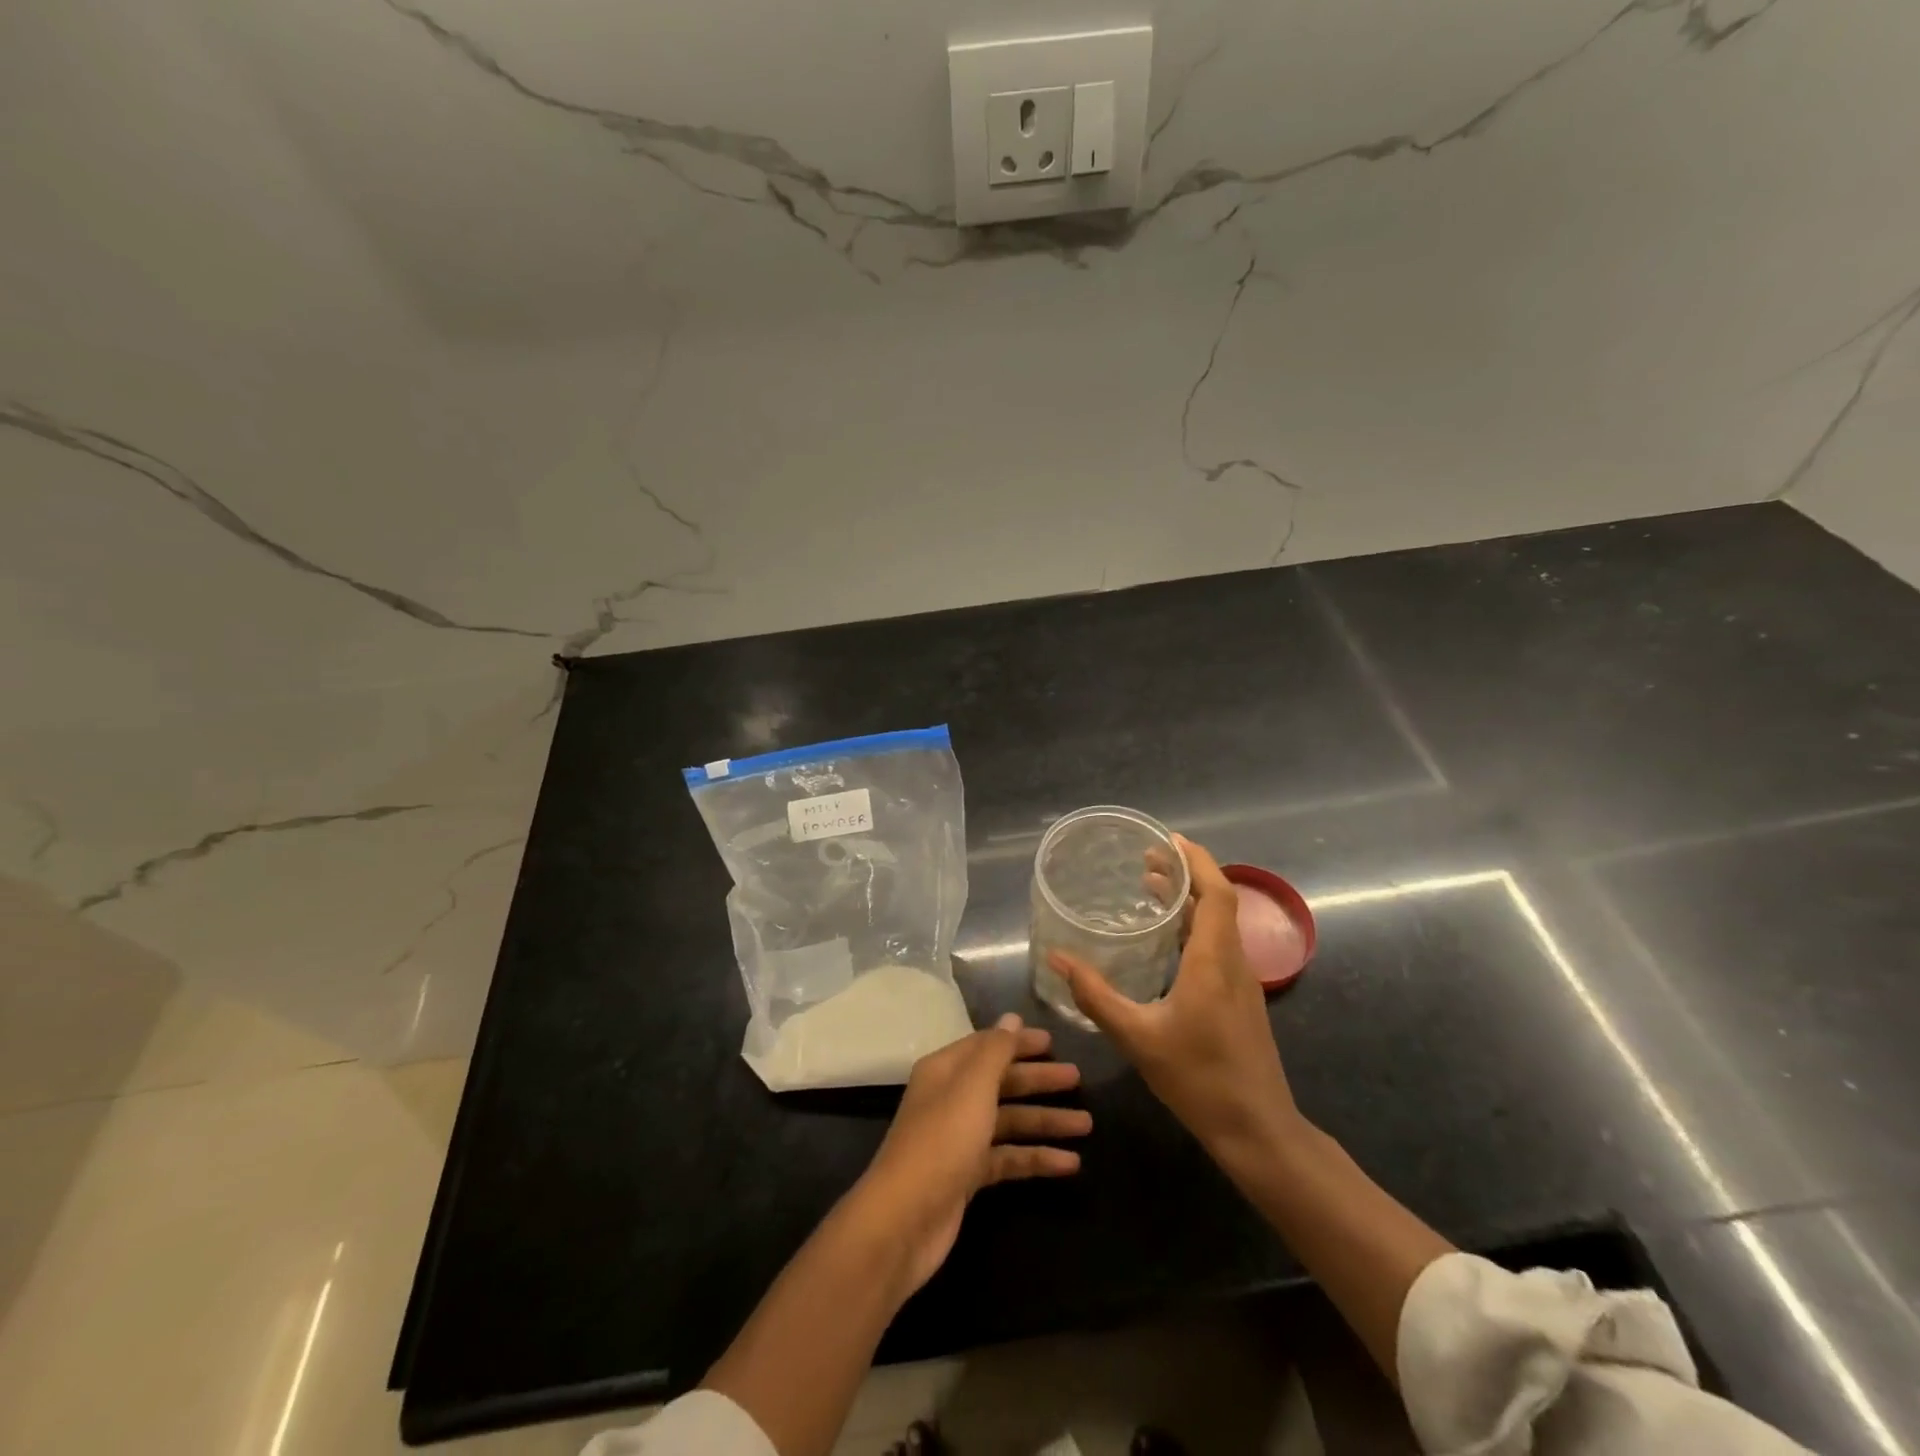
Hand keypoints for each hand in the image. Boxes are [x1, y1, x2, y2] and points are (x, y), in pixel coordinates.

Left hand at [850, 1016, 1087, 1293]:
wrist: (905, 1219)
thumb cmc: (942, 1140)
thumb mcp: (973, 1086)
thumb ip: (996, 1050)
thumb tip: (1012, 1017)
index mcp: (946, 1070)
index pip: (988, 1046)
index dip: (1019, 1042)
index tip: (1054, 1041)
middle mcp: (952, 1099)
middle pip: (1002, 1082)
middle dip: (1039, 1080)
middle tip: (1078, 1078)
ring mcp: (960, 1139)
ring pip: (1009, 1121)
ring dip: (1045, 1121)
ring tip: (1086, 1124)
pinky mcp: (969, 1176)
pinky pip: (1009, 1158)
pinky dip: (1037, 1158)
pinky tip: (1071, 1164)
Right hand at [1049, 835, 1300, 1154]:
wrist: (1257, 1129)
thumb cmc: (1198, 1079)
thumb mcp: (1136, 1037)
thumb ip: (1095, 996)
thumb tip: (1058, 959)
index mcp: (1213, 962)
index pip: (1216, 893)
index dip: (1196, 860)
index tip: (1166, 840)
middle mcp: (1233, 962)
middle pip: (1219, 901)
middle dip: (1187, 873)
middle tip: (1148, 859)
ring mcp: (1242, 981)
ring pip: (1221, 923)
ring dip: (1191, 899)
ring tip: (1152, 889)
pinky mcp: (1241, 999)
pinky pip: (1219, 944)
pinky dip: (1195, 926)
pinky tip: (1168, 940)